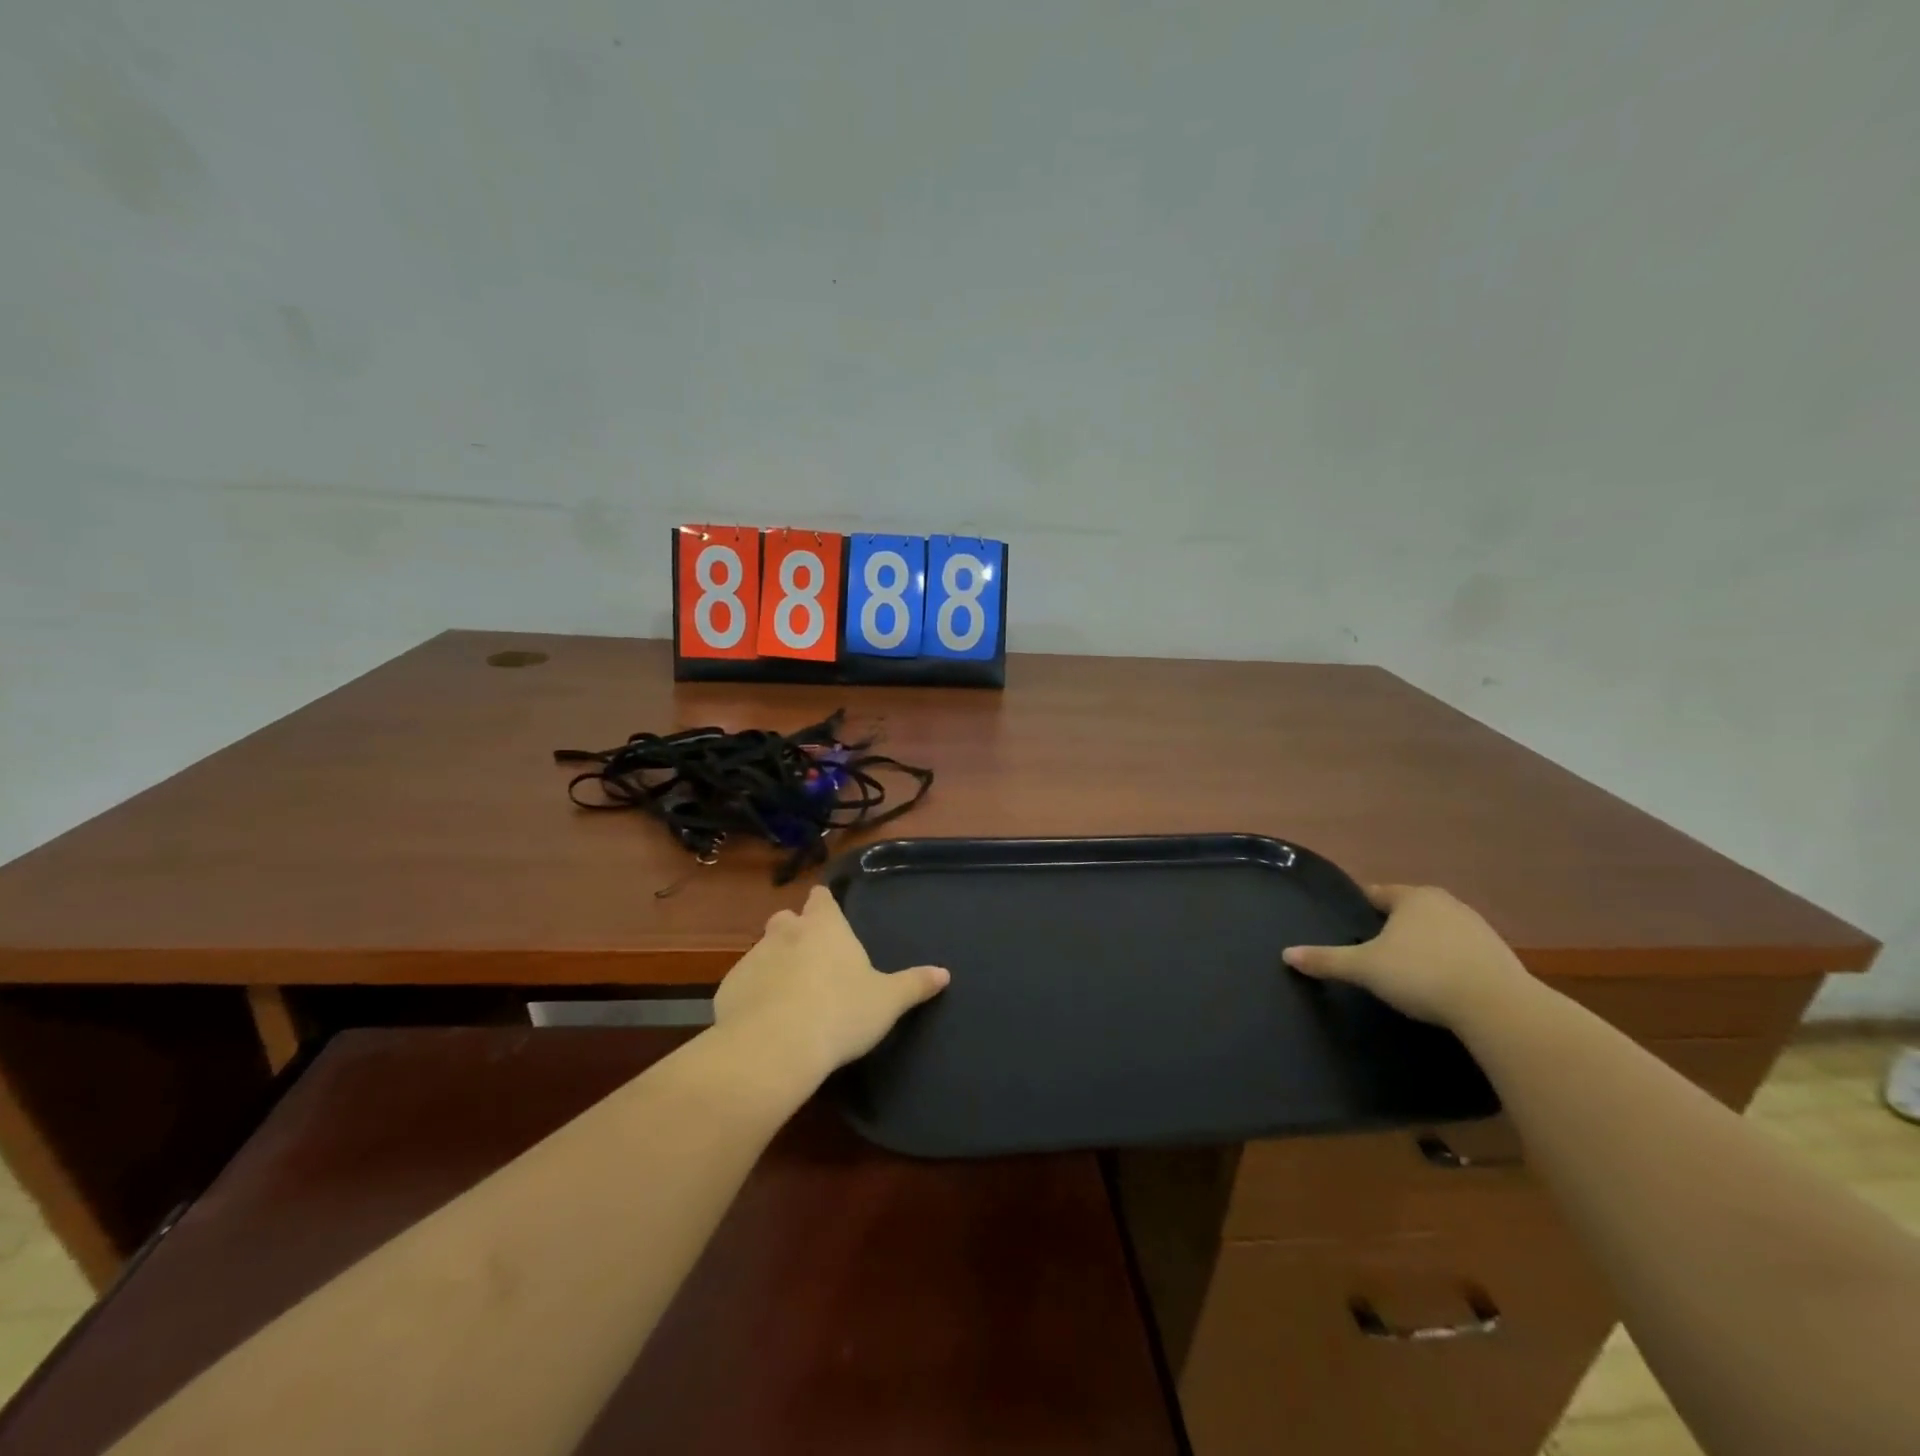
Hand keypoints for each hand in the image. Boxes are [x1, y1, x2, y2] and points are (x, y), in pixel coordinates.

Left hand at [713, 886, 949, 1084]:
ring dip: (774, 964)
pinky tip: (764, 1020)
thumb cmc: (841, 1013)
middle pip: (787, 919)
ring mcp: (753, 958)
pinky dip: (753, 994)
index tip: (828, 911)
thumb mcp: (887, 1001)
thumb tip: (944, 973)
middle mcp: (786, 933)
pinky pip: (743, 984)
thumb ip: (915, 984)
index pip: (822, 898)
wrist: (775, 1047)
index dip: (824, 903)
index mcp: (825, 927)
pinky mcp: (728, 988)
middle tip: (812, 958)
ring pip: (763, 951)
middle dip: (796, 931)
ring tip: (789, 995)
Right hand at [1282, 884, 1530, 1028]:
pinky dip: (1448, 961)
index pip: (1377, 892)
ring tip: (1406, 967)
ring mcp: (1477, 928)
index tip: (1349, 919)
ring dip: (1424, 943)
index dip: (1361, 904)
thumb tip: (1286, 954)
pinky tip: (1440, 982)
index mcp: (1412, 897)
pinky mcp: (1500, 955)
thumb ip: (1327, 960)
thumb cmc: (1421, 974)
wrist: (1497, 1006)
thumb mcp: (1364, 968)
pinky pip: (1462, 952)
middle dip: (1393, 924)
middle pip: (1410, 909)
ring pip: (1438, 929)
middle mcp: (1446, 903)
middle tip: (1373, 946)